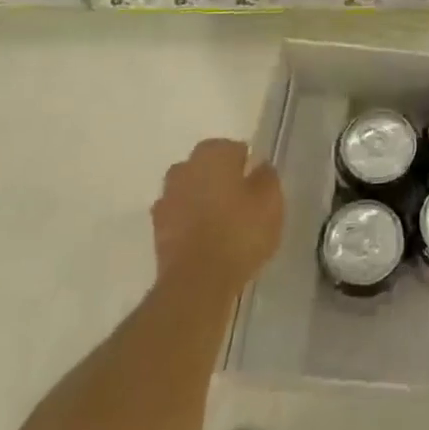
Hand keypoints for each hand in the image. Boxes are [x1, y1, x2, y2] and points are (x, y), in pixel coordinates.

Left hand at [152, 138, 282, 301]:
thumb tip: (260, 167)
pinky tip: (206, 240)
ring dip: (202, 199)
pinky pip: (179, 215)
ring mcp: (166, 198)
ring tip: (223, 222)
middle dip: (220, 178)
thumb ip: (267, 177)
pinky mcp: (157, 229)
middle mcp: (184, 169)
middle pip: (206, 166)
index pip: (232, 148)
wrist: (196, 282)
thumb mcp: (271, 202)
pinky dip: (190, 222)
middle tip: (241, 201)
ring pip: (190, 190)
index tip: (256, 185)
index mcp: (212, 154)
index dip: (246, 165)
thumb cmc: (240, 232)